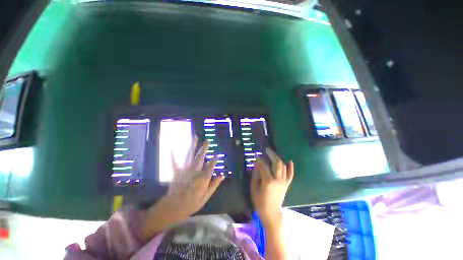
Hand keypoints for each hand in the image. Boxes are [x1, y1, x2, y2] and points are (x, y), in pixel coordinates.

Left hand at [162, 138, 224, 217]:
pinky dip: (173, 153)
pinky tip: (172, 146)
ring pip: (191, 156)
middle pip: (201, 157)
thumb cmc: (191, 204)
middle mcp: (195, 172)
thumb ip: (214, 185)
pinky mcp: (176, 172)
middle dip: (204, 148)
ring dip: (193, 146)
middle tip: (208, 141)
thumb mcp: (206, 197)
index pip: (211, 166)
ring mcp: (185, 170)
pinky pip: (175, 161)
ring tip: (196, 138)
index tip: (217, 155)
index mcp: (203, 178)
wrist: (173, 208)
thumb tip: (222, 175)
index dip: (214, 160)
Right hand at [251, 148, 293, 225]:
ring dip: (278, 158)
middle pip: (277, 163)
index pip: (264, 166)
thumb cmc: (260, 202)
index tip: (256, 155)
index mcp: (268, 181)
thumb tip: (256, 165)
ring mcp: (283, 182)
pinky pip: (290, 175)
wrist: (271, 213)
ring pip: (283, 167)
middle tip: (267, 150)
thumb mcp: (254, 188)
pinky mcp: (286, 185)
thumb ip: (255, 175)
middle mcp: (277, 180)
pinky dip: (291, 168)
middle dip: (272, 154)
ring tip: (273, 154)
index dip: (259, 159)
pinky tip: (290, 161)